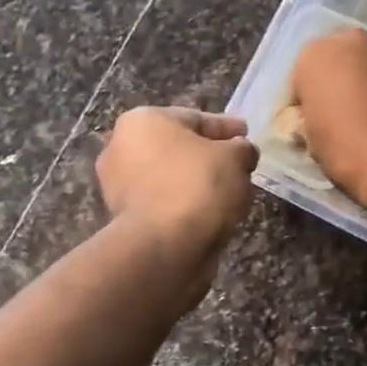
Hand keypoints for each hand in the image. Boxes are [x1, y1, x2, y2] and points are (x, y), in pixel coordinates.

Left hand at [96, 108, 257, 293]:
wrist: (164, 246)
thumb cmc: (198, 186)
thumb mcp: (235, 158)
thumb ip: (242, 148)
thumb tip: (241, 151)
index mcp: (143, 121)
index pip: (195, 118)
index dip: (227, 127)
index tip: (247, 135)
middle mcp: (122, 148)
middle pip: (179, 148)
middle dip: (210, 156)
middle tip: (240, 165)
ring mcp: (119, 186)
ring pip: (171, 178)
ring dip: (198, 183)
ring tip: (231, 193)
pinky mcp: (125, 220)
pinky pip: (165, 204)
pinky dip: (187, 206)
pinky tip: (212, 214)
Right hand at [288, 29, 366, 210]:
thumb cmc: (348, 148)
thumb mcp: (309, 138)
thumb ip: (308, 117)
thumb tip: (315, 120)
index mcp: (317, 52)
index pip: (298, 78)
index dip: (302, 106)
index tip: (307, 129)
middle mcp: (354, 42)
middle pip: (334, 66)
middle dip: (333, 89)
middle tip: (332, 124)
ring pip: (364, 74)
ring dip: (360, 92)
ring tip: (361, 129)